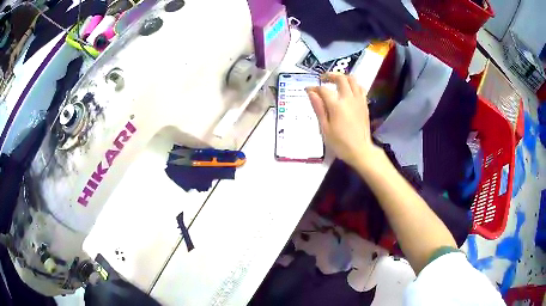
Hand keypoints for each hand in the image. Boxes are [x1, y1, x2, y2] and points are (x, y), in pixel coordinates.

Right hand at [306, 73, 378, 167]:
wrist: (360, 150)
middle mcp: (348, 98)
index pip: (323, 89)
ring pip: (352, 80)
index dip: (314, 88)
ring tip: (336, 82)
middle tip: (322, 79)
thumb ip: (318, 108)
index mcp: (336, 105)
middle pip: (340, 78)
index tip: (308, 90)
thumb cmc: (340, 142)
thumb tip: (311, 93)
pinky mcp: (364, 104)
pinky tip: (348, 90)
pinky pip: (360, 88)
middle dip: (330, 76)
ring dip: (343, 77)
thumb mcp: (324, 128)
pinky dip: (353, 84)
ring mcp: (358, 100)